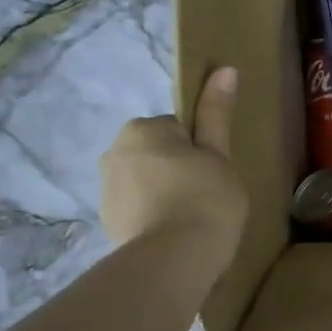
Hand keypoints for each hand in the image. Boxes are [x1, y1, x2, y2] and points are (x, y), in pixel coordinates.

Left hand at [99, 67, 247, 267]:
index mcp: (142, 129)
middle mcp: (114, 152)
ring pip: (147, 183)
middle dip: (179, 171)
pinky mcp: (107, 224)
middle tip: (208, 197)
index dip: (202, 151)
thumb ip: (216, 113)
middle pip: (158, 155)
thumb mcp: (219, 154)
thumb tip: (225, 69)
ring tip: (194, 222)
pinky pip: (138, 211)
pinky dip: (154, 219)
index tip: (215, 174)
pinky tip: (177, 237)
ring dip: (166, 196)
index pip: (179, 130)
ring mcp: (106, 191)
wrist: (174, 261)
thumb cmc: (205, 199)